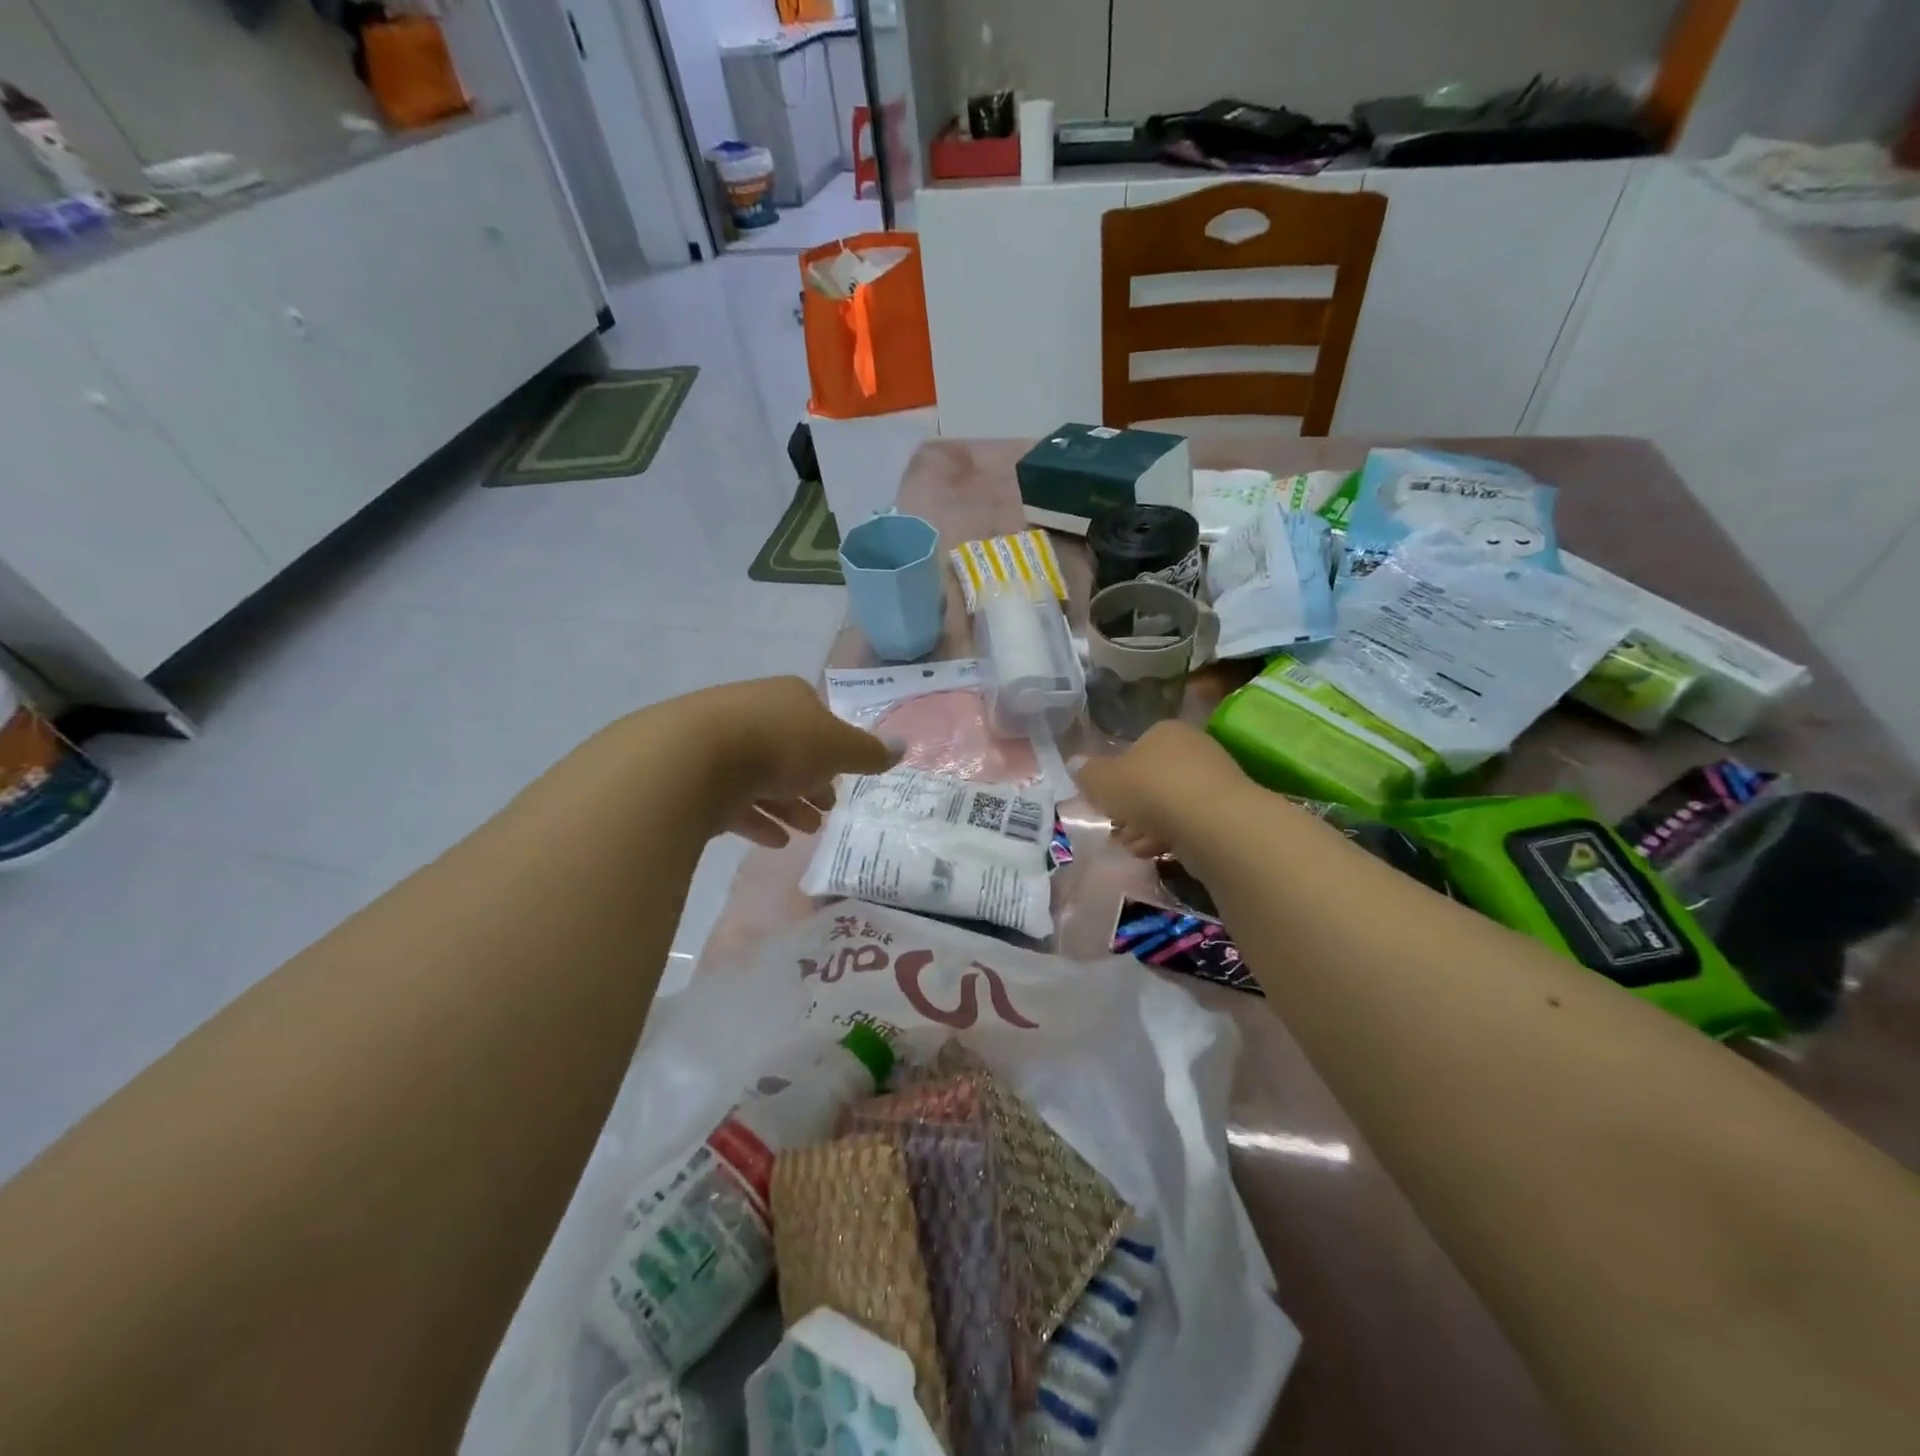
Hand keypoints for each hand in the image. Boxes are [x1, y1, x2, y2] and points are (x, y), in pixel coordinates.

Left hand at [678, 677, 896, 847]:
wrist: (693, 758)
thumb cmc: (780, 744)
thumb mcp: (838, 748)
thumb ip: (870, 753)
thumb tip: (903, 746)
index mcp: (788, 698)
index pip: (818, 720)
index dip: (835, 752)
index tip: (843, 781)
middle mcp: (753, 711)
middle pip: (790, 749)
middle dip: (811, 782)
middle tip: (826, 812)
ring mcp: (718, 741)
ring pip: (760, 775)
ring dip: (787, 805)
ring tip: (805, 833)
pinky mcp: (693, 774)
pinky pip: (732, 798)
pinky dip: (756, 818)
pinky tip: (773, 841)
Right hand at [1076, 720, 1248, 860]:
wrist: (1211, 821)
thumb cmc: (1150, 790)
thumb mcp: (1102, 781)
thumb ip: (1087, 774)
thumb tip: (1076, 765)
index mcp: (1164, 731)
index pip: (1135, 749)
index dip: (1117, 778)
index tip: (1106, 802)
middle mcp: (1193, 748)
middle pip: (1153, 779)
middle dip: (1133, 807)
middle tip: (1118, 828)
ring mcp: (1215, 779)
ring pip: (1171, 804)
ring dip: (1149, 826)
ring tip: (1134, 847)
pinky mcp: (1229, 811)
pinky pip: (1191, 823)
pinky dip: (1172, 837)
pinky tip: (1156, 853)